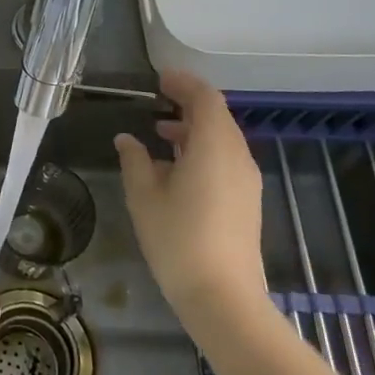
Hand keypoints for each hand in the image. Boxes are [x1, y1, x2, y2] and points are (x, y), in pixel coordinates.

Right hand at [114, 70, 266, 329]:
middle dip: (188, 104)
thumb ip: (135, 160)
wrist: (222, 296)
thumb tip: (127, 139)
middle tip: (157, 101)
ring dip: (194, 130)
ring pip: (222, 140)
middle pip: (218, 117)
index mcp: (214, 146)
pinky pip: (225, 160)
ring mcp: (246, 181)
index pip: (205, 98)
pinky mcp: (247, 201)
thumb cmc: (177, 238)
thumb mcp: (144, 196)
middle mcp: (237, 157)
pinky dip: (202, 151)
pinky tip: (176, 168)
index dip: (183, 83)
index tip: (160, 78)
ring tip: (161, 133)